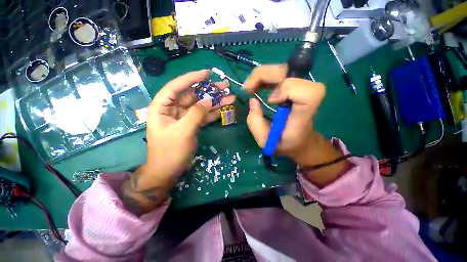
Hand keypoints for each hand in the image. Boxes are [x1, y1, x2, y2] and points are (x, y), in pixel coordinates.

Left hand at [120, 70, 234, 214]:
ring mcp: (184, 117)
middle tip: (225, 86)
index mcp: (162, 107)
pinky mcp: (192, 124)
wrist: (168, 171)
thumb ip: (196, 114)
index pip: (177, 87)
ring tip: (230, 96)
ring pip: (200, 105)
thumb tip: (208, 99)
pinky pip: (203, 115)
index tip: (207, 73)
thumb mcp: (183, 131)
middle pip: (192, 95)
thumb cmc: (170, 152)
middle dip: (209, 90)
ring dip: (215, 101)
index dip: (192, 78)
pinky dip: (213, 112)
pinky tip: (224, 108)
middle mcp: (173, 109)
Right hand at [244, 65, 348, 186]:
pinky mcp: (295, 87)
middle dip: (264, 76)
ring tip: (250, 87)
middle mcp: (305, 99)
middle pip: (291, 73)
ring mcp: (301, 90)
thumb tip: (253, 100)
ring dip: (262, 75)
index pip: (309, 93)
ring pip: (284, 69)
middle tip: (248, 88)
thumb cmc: (284, 144)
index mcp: (302, 116)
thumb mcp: (265, 141)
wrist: (300, 140)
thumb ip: (255, 123)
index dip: (288, 89)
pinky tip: (256, 85)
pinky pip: (280, 73)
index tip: (270, 101)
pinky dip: (265, 76)